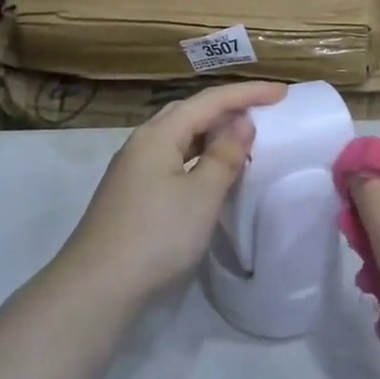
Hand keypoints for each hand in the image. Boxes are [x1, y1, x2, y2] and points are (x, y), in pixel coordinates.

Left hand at [53, 82, 286, 308]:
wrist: (97, 286)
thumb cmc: (157, 235)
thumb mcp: (201, 195)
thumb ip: (224, 156)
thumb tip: (241, 123)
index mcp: (158, 135)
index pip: (208, 100)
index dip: (246, 93)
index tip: (282, 92)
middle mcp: (141, 144)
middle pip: (188, 113)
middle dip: (225, 108)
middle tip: (261, 111)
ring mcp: (132, 170)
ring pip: (177, 138)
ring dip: (210, 133)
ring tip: (241, 139)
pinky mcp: (130, 194)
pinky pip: (170, 160)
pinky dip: (196, 157)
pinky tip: (209, 172)